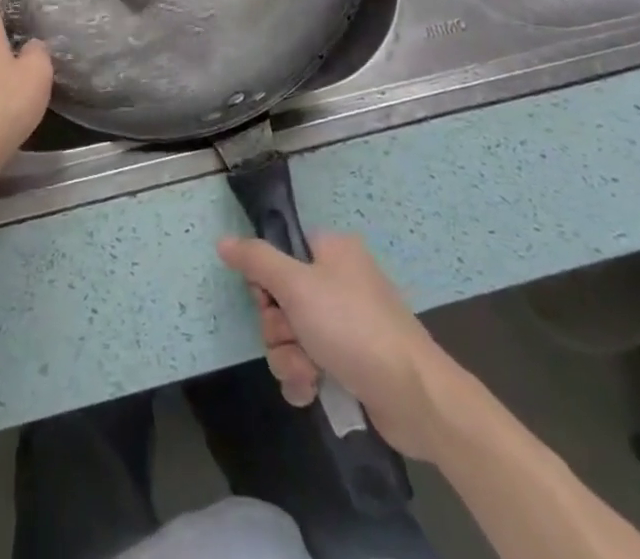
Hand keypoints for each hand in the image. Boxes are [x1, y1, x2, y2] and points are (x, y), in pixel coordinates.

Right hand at [218, 232, 465, 462]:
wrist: (416, 397)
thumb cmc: (353, 327)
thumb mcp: (297, 285)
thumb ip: (257, 260)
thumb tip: (223, 241)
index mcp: (331, 250)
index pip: (279, 253)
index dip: (267, 280)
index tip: (269, 298)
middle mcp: (338, 281)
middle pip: (280, 299)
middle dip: (278, 328)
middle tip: (294, 339)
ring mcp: (346, 324)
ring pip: (291, 335)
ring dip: (289, 357)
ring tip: (308, 373)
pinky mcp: (351, 362)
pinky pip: (308, 363)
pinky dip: (304, 377)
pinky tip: (311, 391)